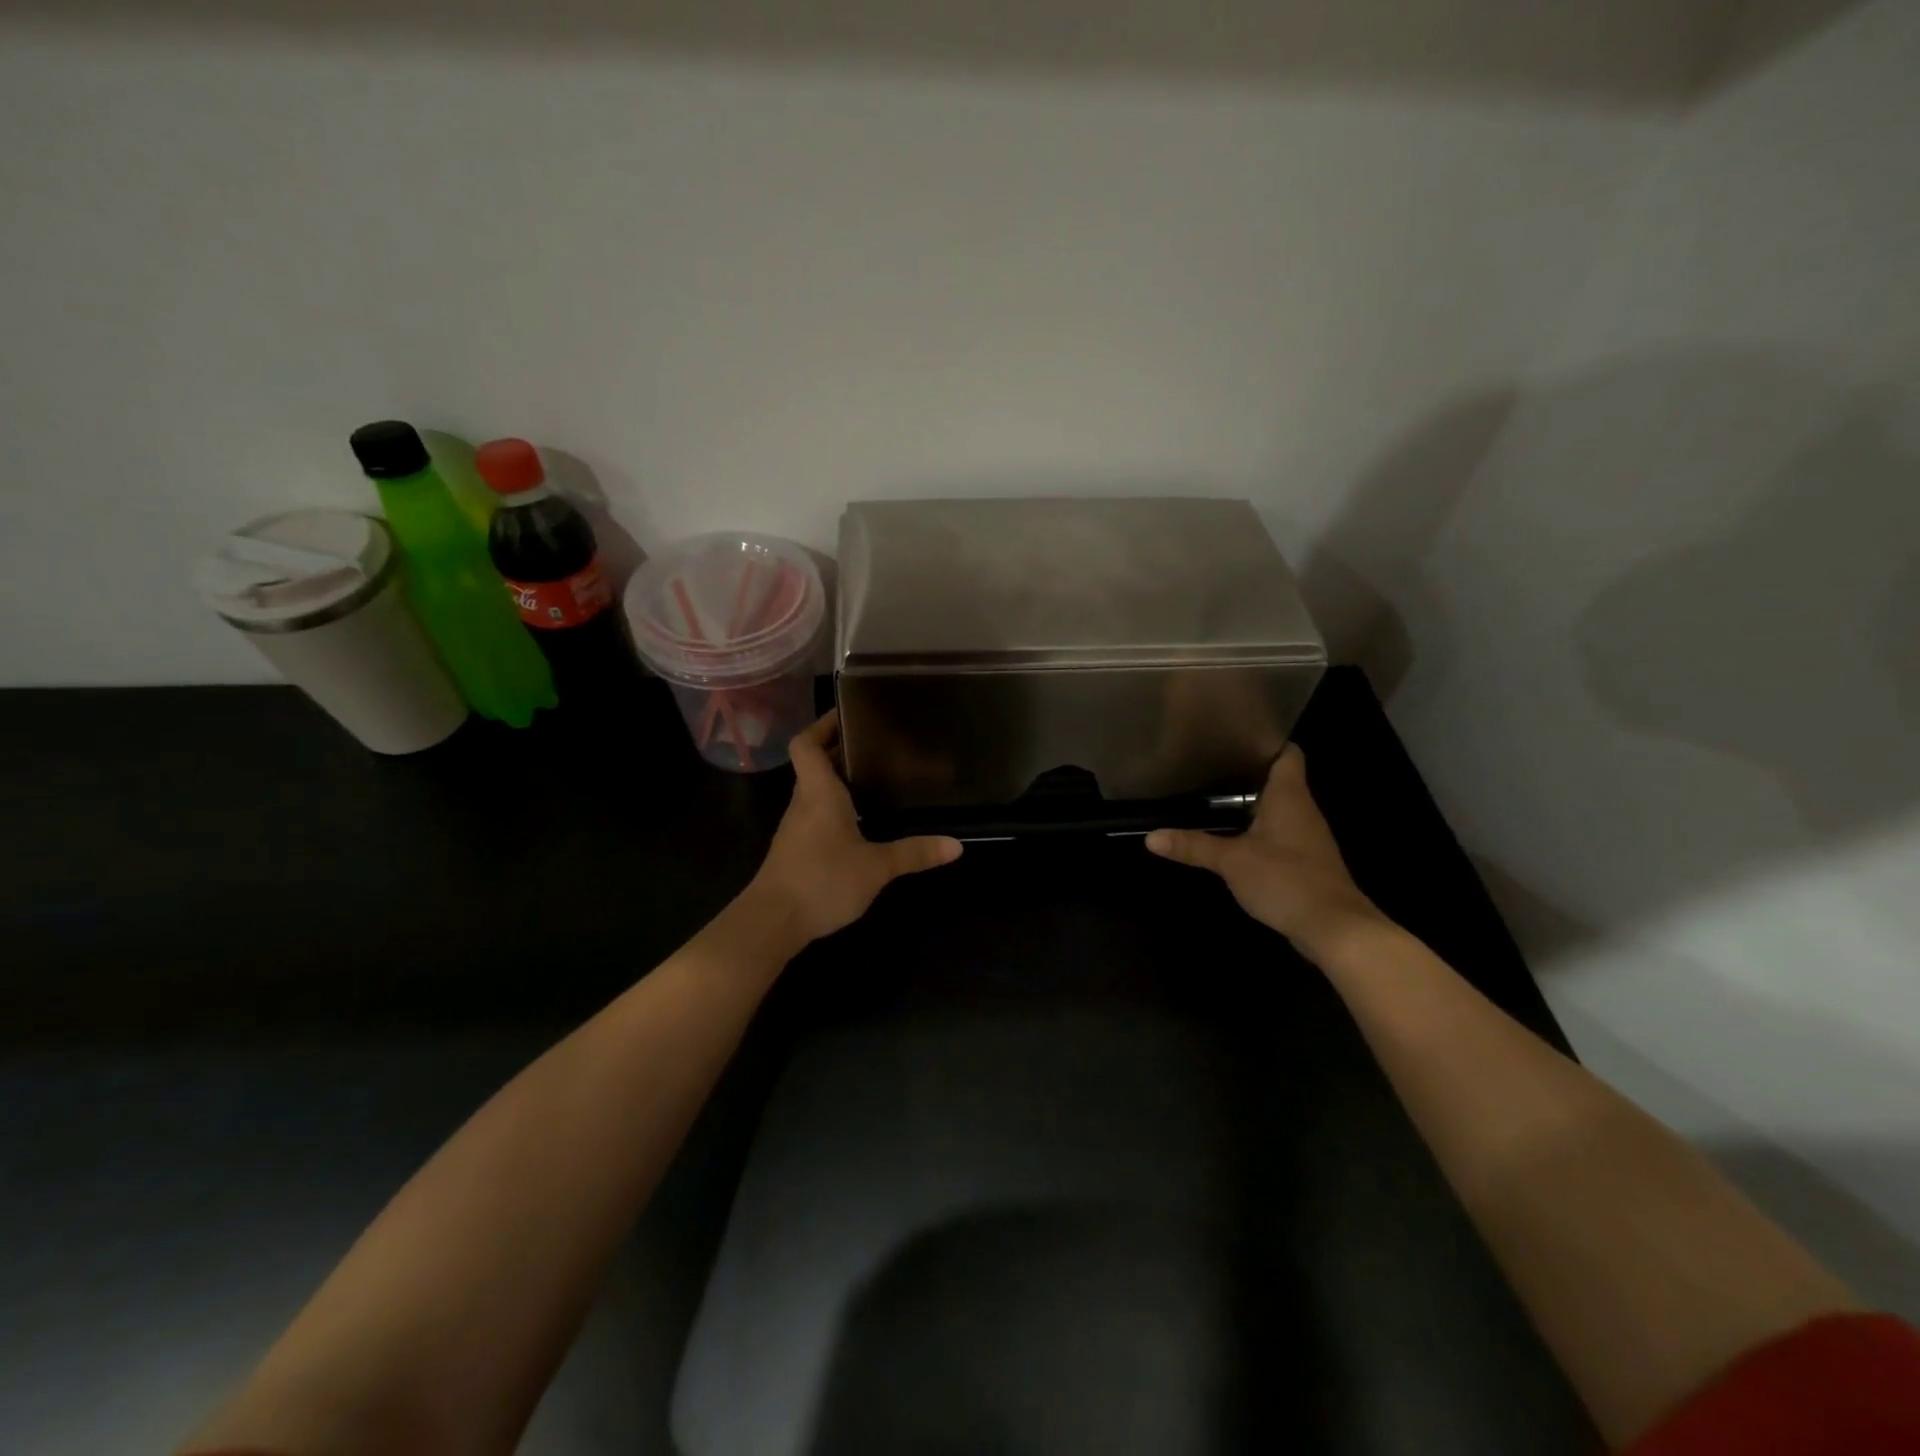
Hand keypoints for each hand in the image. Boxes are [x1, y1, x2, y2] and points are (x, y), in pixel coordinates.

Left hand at [746, 711, 963, 945]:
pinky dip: (835, 808)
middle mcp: (803, 803)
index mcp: (819, 793)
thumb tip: (956, 846)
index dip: (821, 725)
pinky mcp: (795, 851)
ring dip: (838, 781)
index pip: (806, 744)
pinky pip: (815, 816)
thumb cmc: (822, 880)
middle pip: (813, 764)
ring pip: (814, 791)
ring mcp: (796, 828)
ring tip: (874, 778)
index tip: (847, 715)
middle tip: (876, 745)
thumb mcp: (876, 867)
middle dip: (839, 751)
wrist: (771, 923)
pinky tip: (860, 822)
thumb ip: (914, 853)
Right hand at [1145, 745, 1384, 959]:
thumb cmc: (1286, 879)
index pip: (1287, 753)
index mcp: (1289, 796)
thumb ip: (1192, 846)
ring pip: (1279, 808)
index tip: (1234, 737)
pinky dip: (1260, 831)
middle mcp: (1303, 810)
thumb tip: (1151, 838)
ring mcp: (1308, 837)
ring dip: (1253, 804)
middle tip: (1209, 766)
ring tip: (1214, 797)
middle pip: (1279, 779)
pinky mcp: (1306, 862)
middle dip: (1248, 773)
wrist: (1334, 928)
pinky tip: (1235, 837)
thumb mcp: (1231, 861)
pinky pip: (1281, 834)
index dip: (1265, 741)